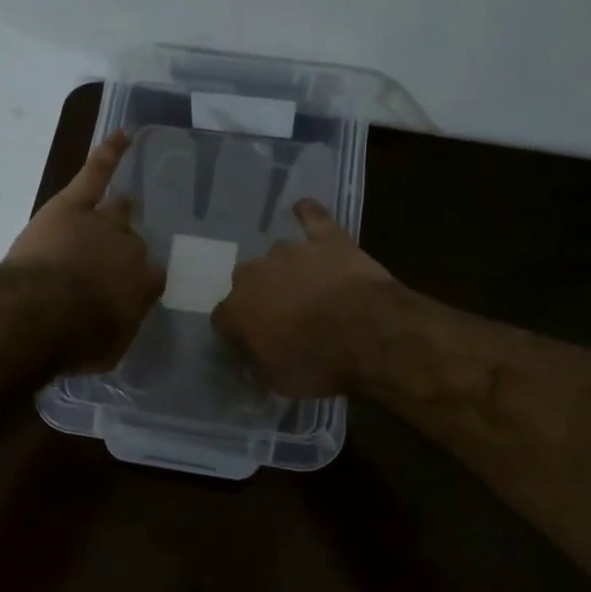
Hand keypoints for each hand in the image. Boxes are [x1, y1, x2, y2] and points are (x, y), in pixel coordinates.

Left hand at [6, 131, 164, 370]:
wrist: (42, 312)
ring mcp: (104, 221)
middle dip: (122, 252)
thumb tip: (118, 320)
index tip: (124, 293)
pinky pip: (96, 172)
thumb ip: (119, 328)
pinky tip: (123, 135)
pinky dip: (110, 152)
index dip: (137, 284)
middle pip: (133, 243)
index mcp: (143, 284)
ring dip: (119, 212)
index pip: (150, 278)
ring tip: (122, 208)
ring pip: (119, 210)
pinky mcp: (74, 203)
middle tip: (105, 264)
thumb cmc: (76, 339)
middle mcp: (131, 248)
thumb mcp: (109, 348)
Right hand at [212, 198, 393, 396]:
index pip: (222, 318)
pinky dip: (308, 215)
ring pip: (277, 255)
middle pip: (245, 280)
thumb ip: (256, 364)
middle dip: (259, 295)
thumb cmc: (318, 363)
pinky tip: (304, 210)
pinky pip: (312, 217)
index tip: (250, 343)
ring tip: (305, 286)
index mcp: (237, 309)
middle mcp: (255, 273)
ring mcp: (291, 251)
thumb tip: (249, 360)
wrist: (368, 333)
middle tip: (280, 315)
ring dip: (286, 269)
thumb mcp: (277, 381)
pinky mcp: (326, 238)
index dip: (236, 331)